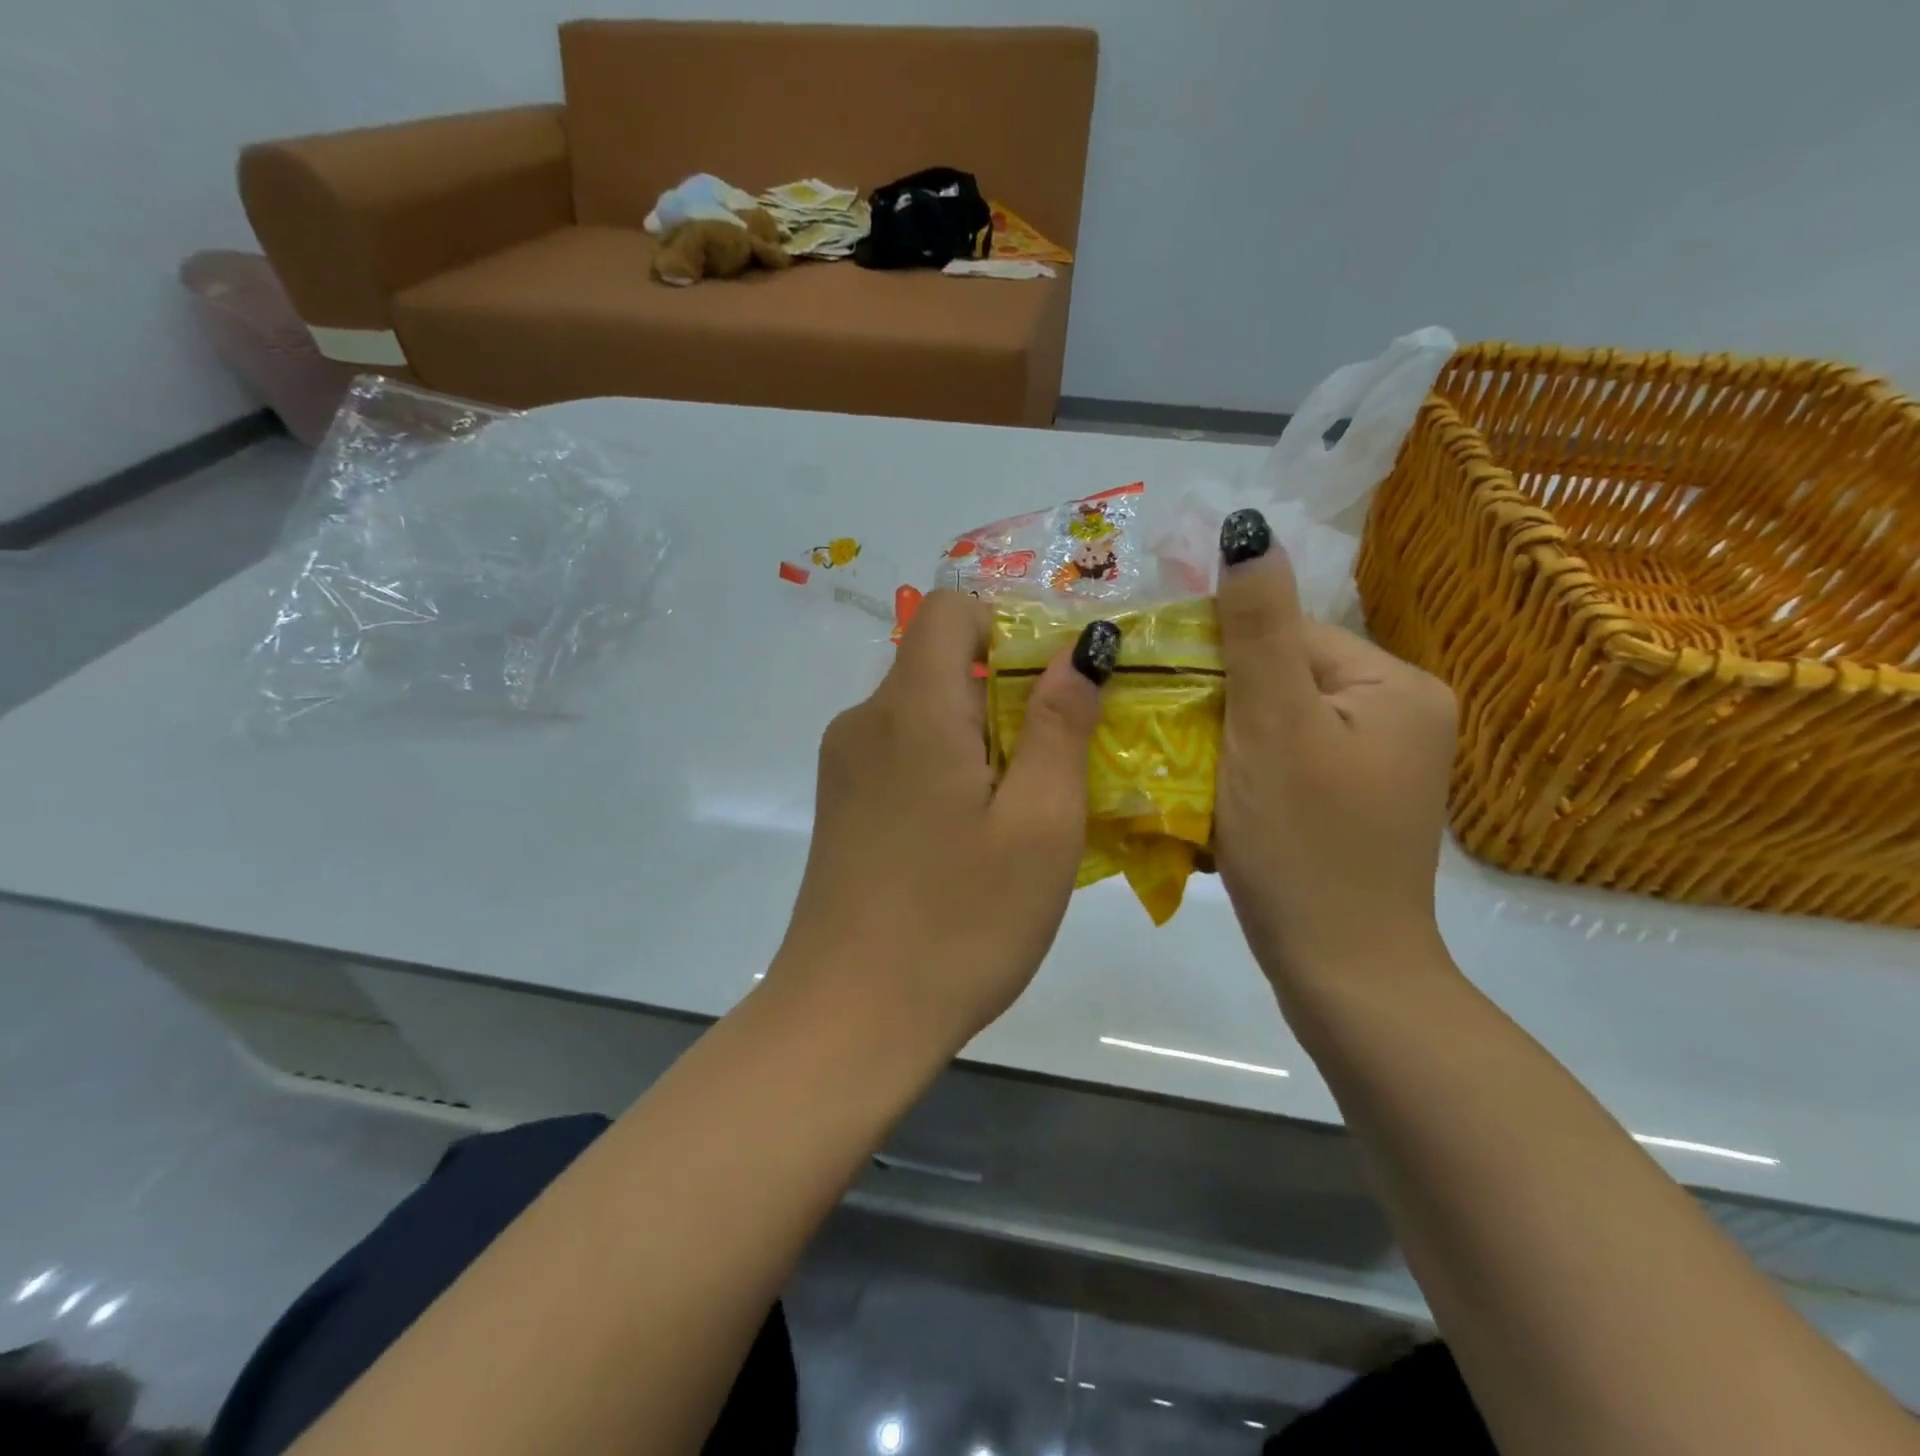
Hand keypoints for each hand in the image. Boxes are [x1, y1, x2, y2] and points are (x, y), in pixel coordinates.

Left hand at [772, 592, 1115, 1057]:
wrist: (849, 1020)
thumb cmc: (960, 921)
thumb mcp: (1039, 823)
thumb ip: (1061, 723)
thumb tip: (1081, 646)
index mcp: (910, 707)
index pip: (950, 609)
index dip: (1008, 625)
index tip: (1055, 685)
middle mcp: (865, 721)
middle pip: (941, 663)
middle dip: (1008, 693)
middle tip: (1059, 765)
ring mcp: (845, 767)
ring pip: (925, 714)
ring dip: (983, 739)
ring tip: (1024, 813)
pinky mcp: (842, 806)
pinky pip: (904, 756)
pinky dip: (949, 770)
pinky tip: (974, 840)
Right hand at [1211, 509, 1457, 994]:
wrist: (1342, 972)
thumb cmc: (1303, 844)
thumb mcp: (1272, 726)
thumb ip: (1256, 627)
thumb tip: (1246, 528)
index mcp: (1395, 685)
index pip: (1287, 633)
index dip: (1217, 651)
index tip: (1157, 681)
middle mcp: (1399, 713)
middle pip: (1282, 675)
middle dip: (1219, 698)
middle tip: (1163, 729)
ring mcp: (1378, 762)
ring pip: (1277, 718)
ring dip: (1224, 733)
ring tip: (1180, 763)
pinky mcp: (1351, 800)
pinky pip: (1286, 757)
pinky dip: (1245, 765)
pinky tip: (1212, 792)